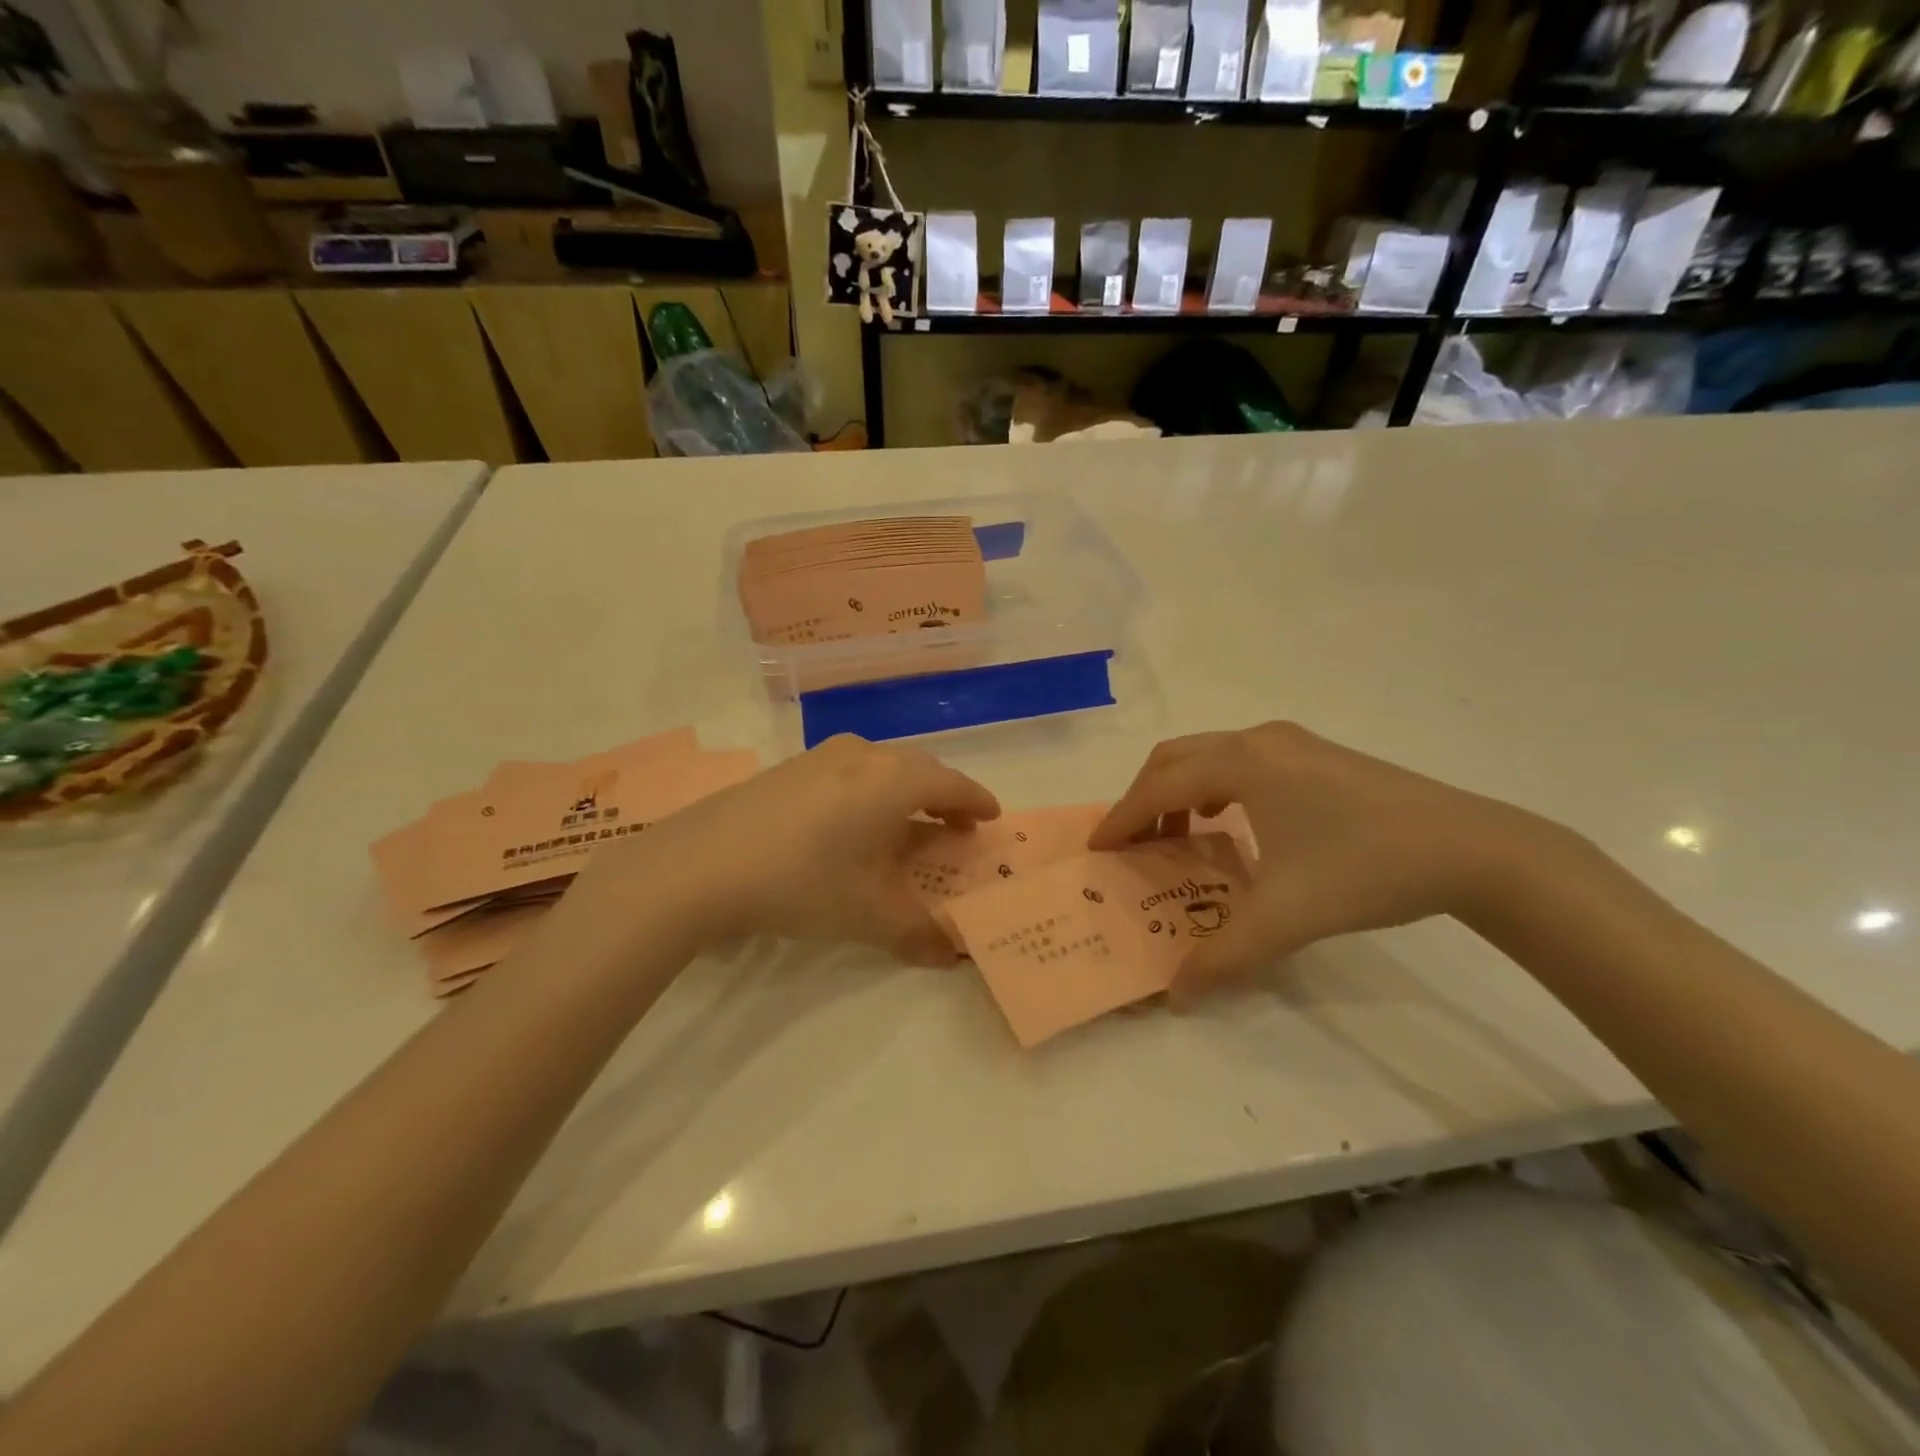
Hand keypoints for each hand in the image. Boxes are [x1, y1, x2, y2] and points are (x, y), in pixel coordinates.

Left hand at [561, 735, 999, 966]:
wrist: (698, 864)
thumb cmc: (801, 882)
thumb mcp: (866, 914)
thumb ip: (916, 934)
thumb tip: (951, 956)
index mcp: (893, 781)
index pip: (952, 784)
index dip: (976, 801)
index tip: (991, 817)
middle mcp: (863, 755)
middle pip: (919, 769)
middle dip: (943, 796)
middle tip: (954, 825)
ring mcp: (822, 756)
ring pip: (881, 766)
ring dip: (903, 792)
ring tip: (904, 824)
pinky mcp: (789, 767)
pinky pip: (849, 771)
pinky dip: (868, 792)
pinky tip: (850, 823)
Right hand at [1090, 723, 1565, 999]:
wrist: (1473, 849)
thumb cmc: (1366, 869)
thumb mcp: (1286, 918)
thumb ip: (1222, 956)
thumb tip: (1175, 994)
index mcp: (1242, 765)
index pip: (1158, 787)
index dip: (1122, 818)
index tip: (1098, 848)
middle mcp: (1259, 741)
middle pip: (1174, 758)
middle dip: (1143, 798)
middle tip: (1131, 842)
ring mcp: (1292, 742)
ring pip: (1209, 755)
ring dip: (1180, 790)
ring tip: (1177, 835)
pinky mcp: (1318, 754)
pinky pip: (1242, 760)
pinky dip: (1215, 786)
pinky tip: (1232, 823)